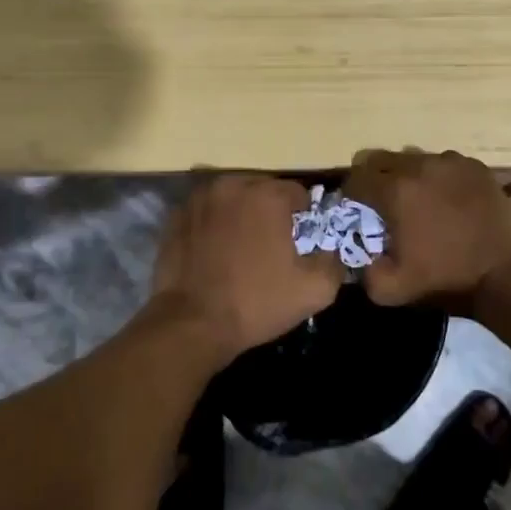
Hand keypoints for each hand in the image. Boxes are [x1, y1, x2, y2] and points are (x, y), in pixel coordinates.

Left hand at [148, 173, 344, 361]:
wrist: (192, 324)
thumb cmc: (256, 303)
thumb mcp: (314, 290)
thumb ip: (334, 261)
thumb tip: (333, 249)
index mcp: (267, 195)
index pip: (299, 194)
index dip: (305, 219)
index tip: (300, 245)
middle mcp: (232, 185)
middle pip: (264, 190)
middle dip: (272, 213)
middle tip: (272, 247)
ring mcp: (199, 199)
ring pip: (233, 198)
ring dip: (242, 215)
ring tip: (242, 249)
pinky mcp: (176, 216)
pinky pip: (207, 212)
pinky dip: (214, 224)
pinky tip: (215, 252)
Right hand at [343, 149, 510, 307]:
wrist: (507, 275)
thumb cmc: (446, 280)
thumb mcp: (391, 290)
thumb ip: (364, 271)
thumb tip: (359, 256)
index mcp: (395, 191)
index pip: (356, 178)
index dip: (350, 194)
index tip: (355, 210)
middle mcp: (420, 166)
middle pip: (381, 160)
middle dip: (374, 179)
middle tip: (381, 203)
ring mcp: (451, 162)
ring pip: (415, 159)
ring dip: (408, 176)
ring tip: (418, 201)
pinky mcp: (476, 167)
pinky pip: (445, 164)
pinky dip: (439, 178)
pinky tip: (447, 200)